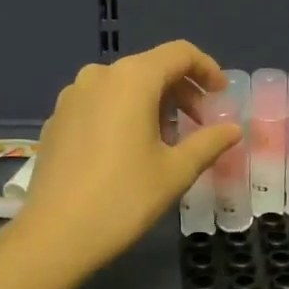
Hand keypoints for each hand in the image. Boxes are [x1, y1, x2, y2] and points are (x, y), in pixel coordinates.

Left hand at [13, 41, 241, 273]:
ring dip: (153, 103)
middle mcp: (99, 75)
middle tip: (200, 125)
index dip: (207, 69)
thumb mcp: (176, 171)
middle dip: (182, 91)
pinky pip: (100, 103)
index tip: (221, 96)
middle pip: (151, 68)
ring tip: (166, 142)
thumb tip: (233, 129)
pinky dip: (123, 114)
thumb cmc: (124, 198)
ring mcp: (72, 96)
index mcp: (132, 79)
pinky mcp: (56, 119)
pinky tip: (128, 150)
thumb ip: (209, 142)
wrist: (55, 235)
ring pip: (124, 86)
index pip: (179, 53)